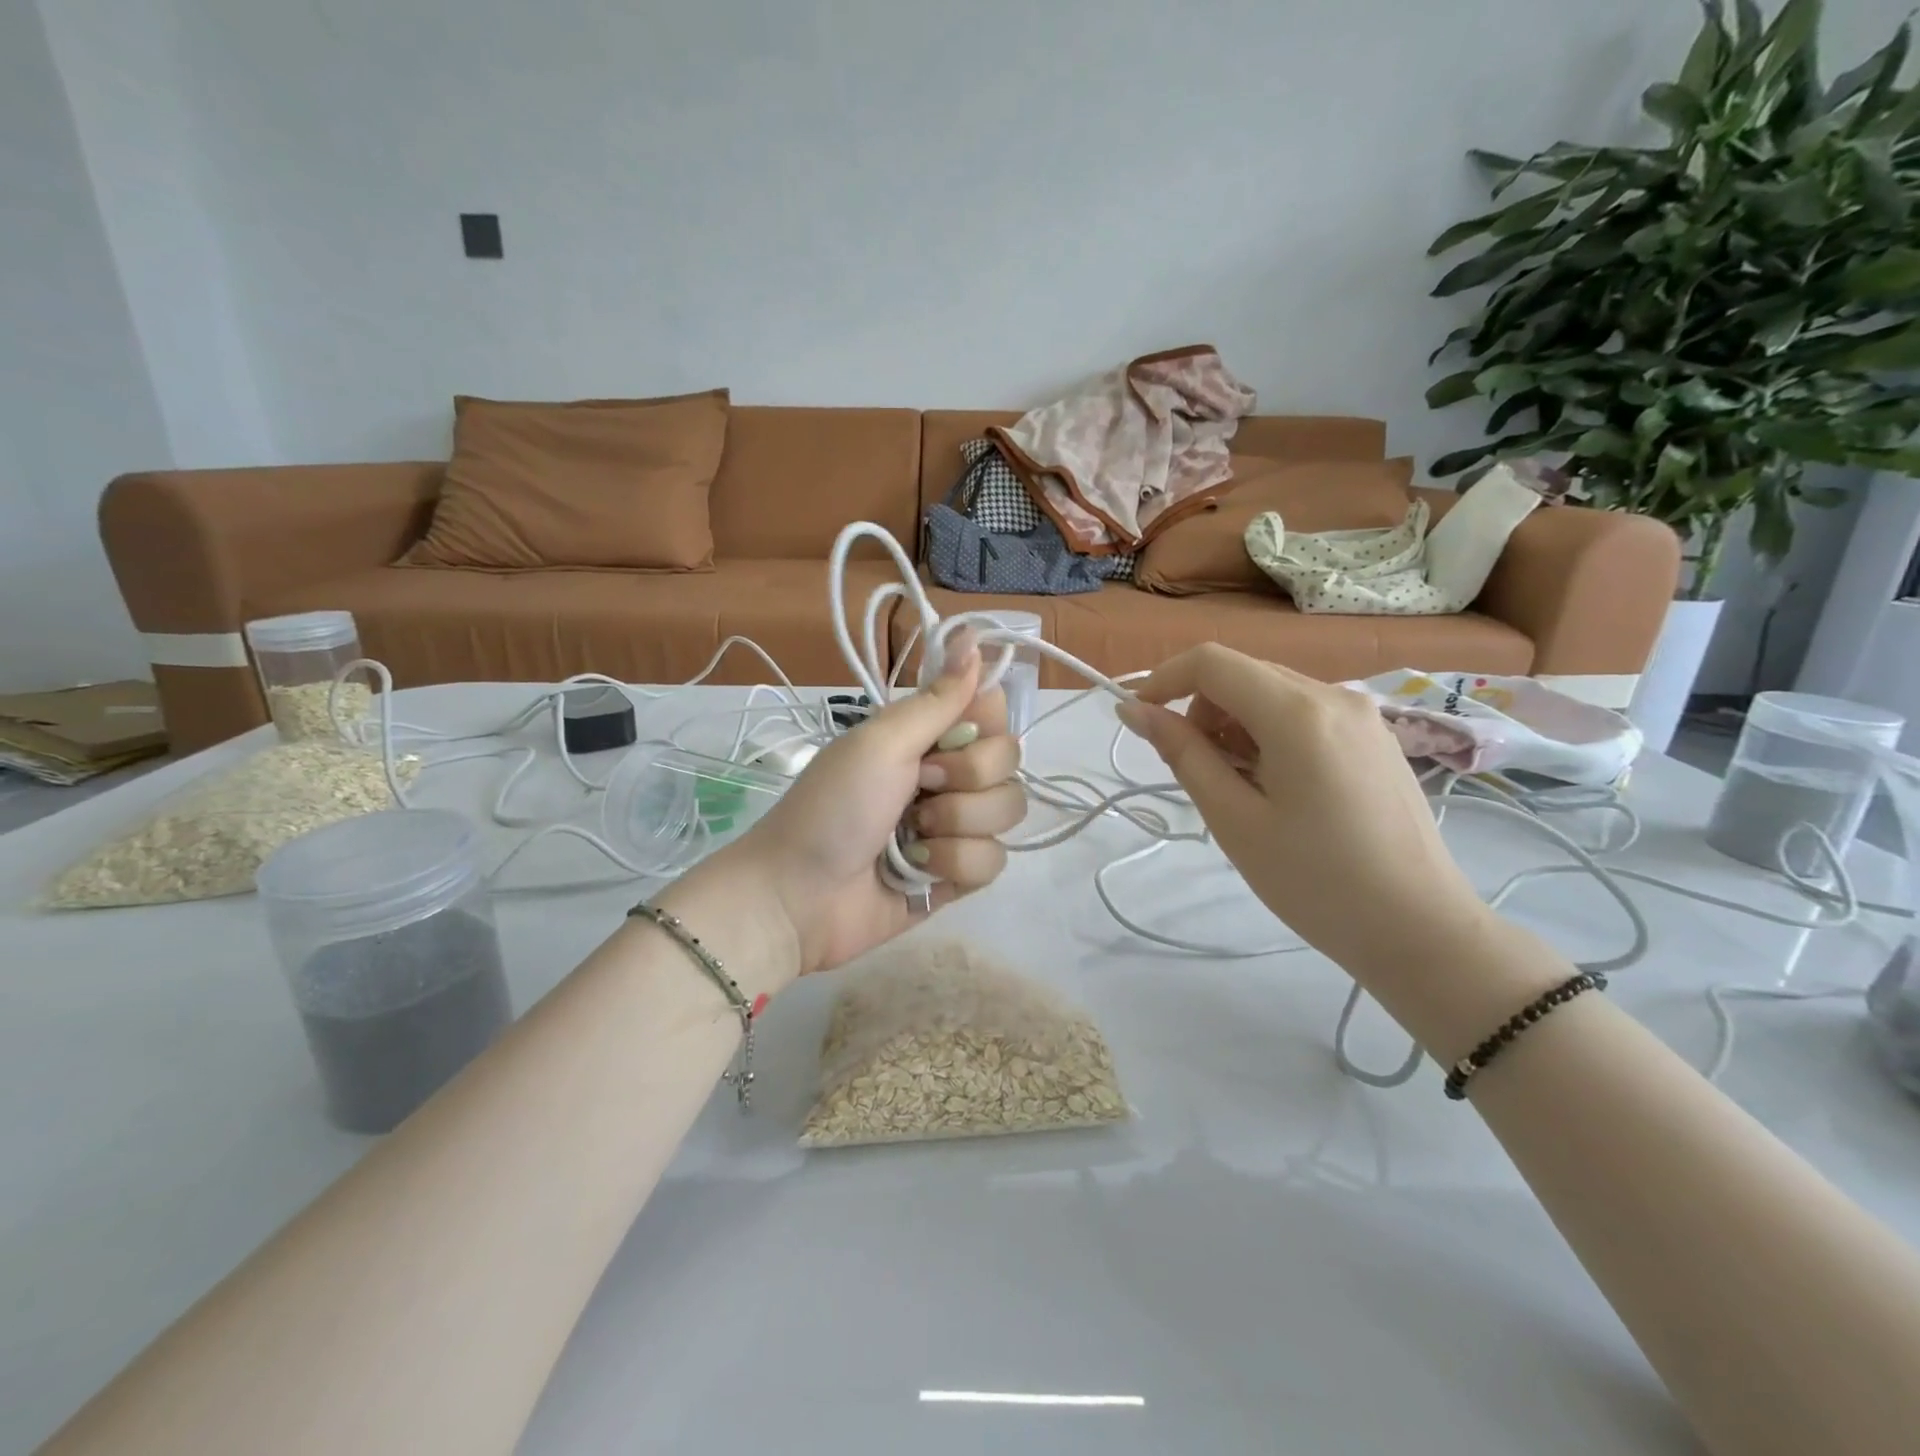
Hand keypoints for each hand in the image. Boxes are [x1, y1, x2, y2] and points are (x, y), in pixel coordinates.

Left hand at [703, 630, 1024, 978]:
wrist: (799, 897)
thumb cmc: (832, 808)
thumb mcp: (881, 743)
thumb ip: (937, 699)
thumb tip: (976, 637)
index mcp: (926, 736)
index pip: (992, 712)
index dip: (982, 724)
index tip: (947, 737)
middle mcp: (947, 775)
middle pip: (1009, 761)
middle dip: (966, 778)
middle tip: (919, 789)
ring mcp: (956, 827)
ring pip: (1008, 811)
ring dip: (958, 825)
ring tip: (913, 838)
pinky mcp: (959, 874)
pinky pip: (995, 861)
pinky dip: (956, 866)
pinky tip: (920, 872)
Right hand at [1117, 644, 1490, 980]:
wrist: (1420, 929)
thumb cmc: (1315, 881)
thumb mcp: (1234, 819)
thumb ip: (1183, 754)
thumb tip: (1135, 711)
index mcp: (1297, 712)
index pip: (1211, 662)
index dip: (1164, 680)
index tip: (1139, 720)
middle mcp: (1334, 695)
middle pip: (1242, 674)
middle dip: (1202, 710)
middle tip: (1197, 772)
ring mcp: (1362, 714)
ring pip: (1272, 693)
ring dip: (1235, 724)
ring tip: (1240, 788)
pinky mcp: (1375, 737)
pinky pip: (1304, 713)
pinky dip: (1270, 734)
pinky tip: (1278, 788)